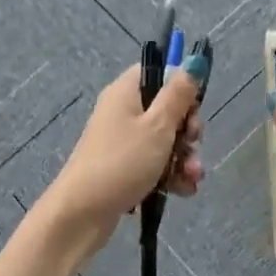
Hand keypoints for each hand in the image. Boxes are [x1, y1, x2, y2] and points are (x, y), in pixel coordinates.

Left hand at [40, 59, 206, 247]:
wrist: (82, 214)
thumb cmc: (122, 162)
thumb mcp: (158, 126)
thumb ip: (179, 95)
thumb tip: (194, 60)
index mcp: (126, 92)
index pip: (159, 72)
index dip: (181, 87)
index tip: (193, 107)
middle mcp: (123, 111)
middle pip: (167, 109)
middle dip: (188, 130)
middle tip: (192, 144)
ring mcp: (123, 141)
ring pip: (166, 140)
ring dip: (184, 158)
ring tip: (191, 178)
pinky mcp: (125, 167)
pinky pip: (155, 163)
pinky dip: (171, 175)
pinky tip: (183, 191)